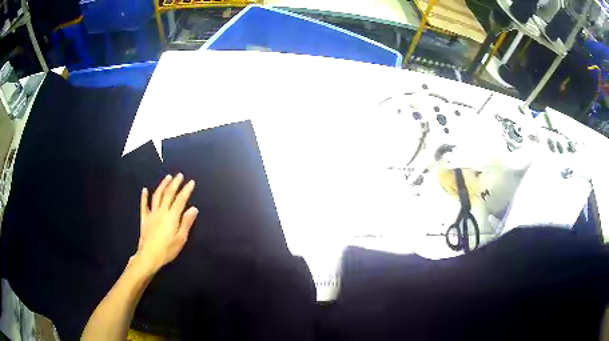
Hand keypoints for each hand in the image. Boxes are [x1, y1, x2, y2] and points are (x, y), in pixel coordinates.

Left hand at [134, 173, 197, 274]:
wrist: (149, 256)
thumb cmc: (167, 250)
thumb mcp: (181, 239)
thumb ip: (186, 222)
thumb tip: (193, 208)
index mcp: (172, 216)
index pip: (180, 200)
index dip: (186, 190)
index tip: (191, 182)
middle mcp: (161, 211)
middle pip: (169, 194)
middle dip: (175, 183)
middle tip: (179, 175)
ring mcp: (151, 214)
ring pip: (157, 196)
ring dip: (162, 185)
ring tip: (167, 177)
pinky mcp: (144, 219)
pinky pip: (144, 205)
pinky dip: (144, 197)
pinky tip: (145, 190)